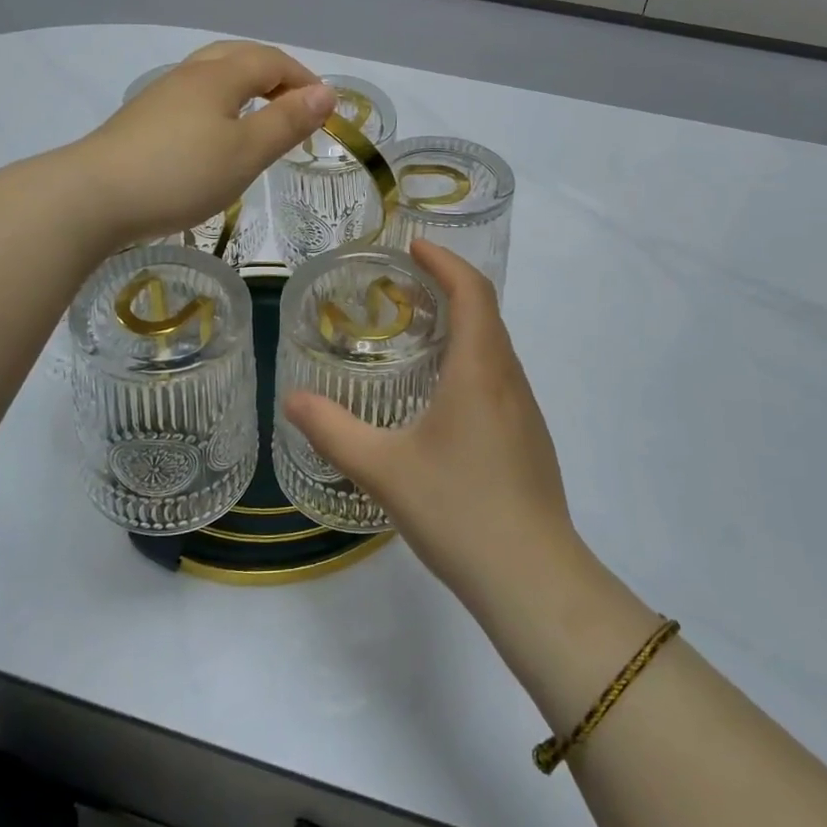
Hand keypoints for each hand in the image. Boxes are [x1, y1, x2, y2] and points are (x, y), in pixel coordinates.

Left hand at [78, 42, 334, 245]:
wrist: (93, 196)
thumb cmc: (181, 173)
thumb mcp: (246, 152)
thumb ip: (287, 121)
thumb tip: (326, 93)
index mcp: (219, 75)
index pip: (272, 61)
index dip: (304, 79)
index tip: (326, 110)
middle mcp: (189, 75)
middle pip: (239, 56)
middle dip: (275, 74)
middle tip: (295, 105)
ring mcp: (161, 96)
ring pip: (212, 75)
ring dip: (246, 87)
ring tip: (261, 119)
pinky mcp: (142, 120)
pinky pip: (194, 97)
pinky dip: (221, 105)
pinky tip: (216, 136)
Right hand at [283, 241, 582, 612]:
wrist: (533, 579)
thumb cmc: (459, 511)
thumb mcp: (383, 469)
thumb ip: (334, 431)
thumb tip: (293, 401)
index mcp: (479, 370)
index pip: (472, 291)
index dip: (445, 261)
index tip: (412, 247)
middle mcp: (508, 379)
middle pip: (486, 312)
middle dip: (449, 286)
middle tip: (403, 286)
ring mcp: (525, 410)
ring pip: (495, 346)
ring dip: (462, 324)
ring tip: (417, 332)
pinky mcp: (529, 438)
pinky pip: (499, 377)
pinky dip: (471, 359)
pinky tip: (442, 394)